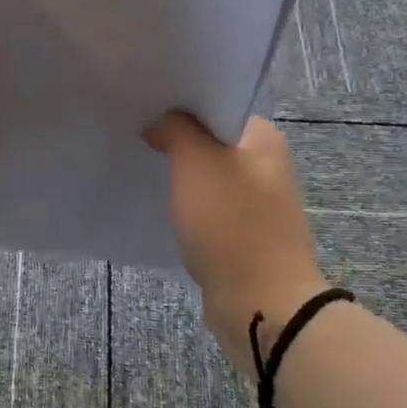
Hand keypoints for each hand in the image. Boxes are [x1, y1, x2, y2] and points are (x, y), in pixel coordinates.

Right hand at [144, 113, 327, 369]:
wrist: (260, 302)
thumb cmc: (229, 221)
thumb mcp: (195, 160)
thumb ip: (175, 128)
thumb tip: (162, 123)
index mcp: (264, 138)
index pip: (217, 105)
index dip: (181, 106)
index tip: (147, 108)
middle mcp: (268, 165)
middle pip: (212, 141)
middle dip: (177, 140)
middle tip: (139, 136)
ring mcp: (259, 203)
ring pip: (209, 177)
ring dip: (182, 176)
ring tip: (145, 168)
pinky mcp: (247, 235)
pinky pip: (210, 209)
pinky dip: (188, 207)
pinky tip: (163, 207)